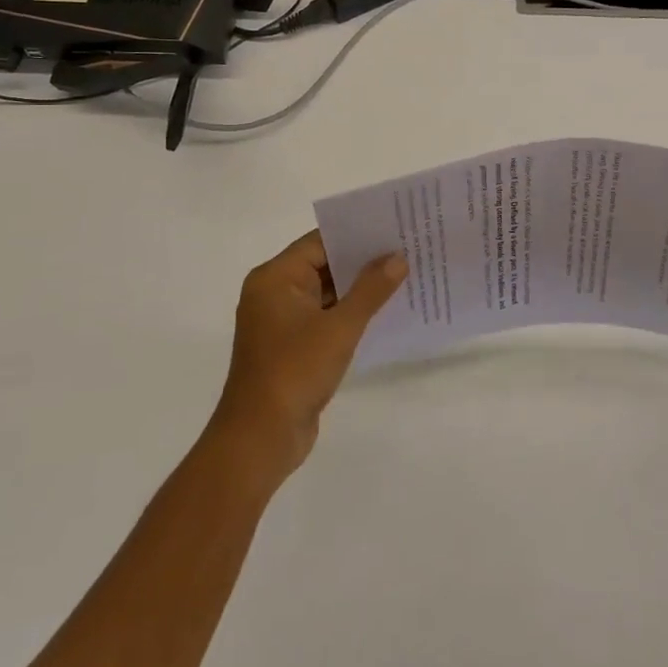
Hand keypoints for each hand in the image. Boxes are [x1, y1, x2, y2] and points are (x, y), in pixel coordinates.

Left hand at [210, 231, 405, 480]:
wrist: (260, 438)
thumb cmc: (295, 371)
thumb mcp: (339, 327)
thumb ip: (370, 290)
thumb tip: (398, 257)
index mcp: (275, 278)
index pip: (320, 242)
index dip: (357, 234)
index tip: (394, 228)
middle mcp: (274, 293)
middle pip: (323, 265)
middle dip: (363, 261)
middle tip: (407, 250)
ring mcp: (282, 321)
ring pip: (327, 293)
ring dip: (359, 289)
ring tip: (404, 276)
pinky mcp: (292, 346)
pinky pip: (325, 317)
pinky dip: (350, 313)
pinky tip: (384, 312)